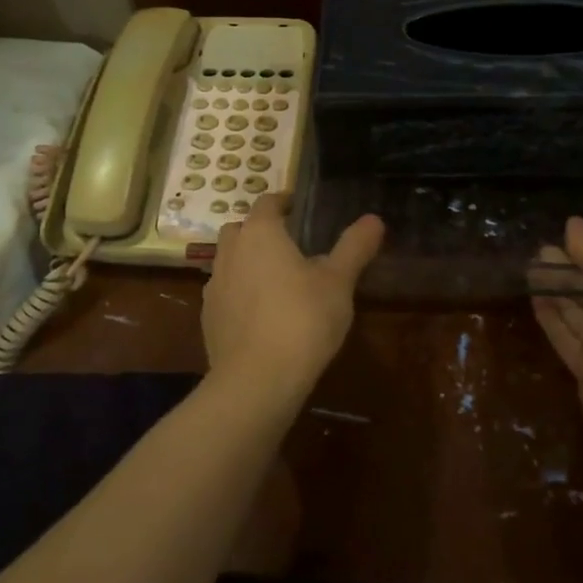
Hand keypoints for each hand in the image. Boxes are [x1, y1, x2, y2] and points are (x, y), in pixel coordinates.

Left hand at [202, 194, 383, 404]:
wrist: (256, 380)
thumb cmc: (302, 319)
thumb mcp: (339, 282)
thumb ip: (354, 247)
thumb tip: (374, 219)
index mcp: (260, 233)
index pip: (267, 202)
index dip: (283, 203)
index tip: (300, 209)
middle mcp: (230, 252)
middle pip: (240, 228)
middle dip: (260, 230)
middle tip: (289, 244)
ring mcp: (214, 286)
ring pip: (228, 260)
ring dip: (247, 261)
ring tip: (275, 279)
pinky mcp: (208, 318)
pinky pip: (224, 292)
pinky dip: (239, 293)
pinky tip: (260, 314)